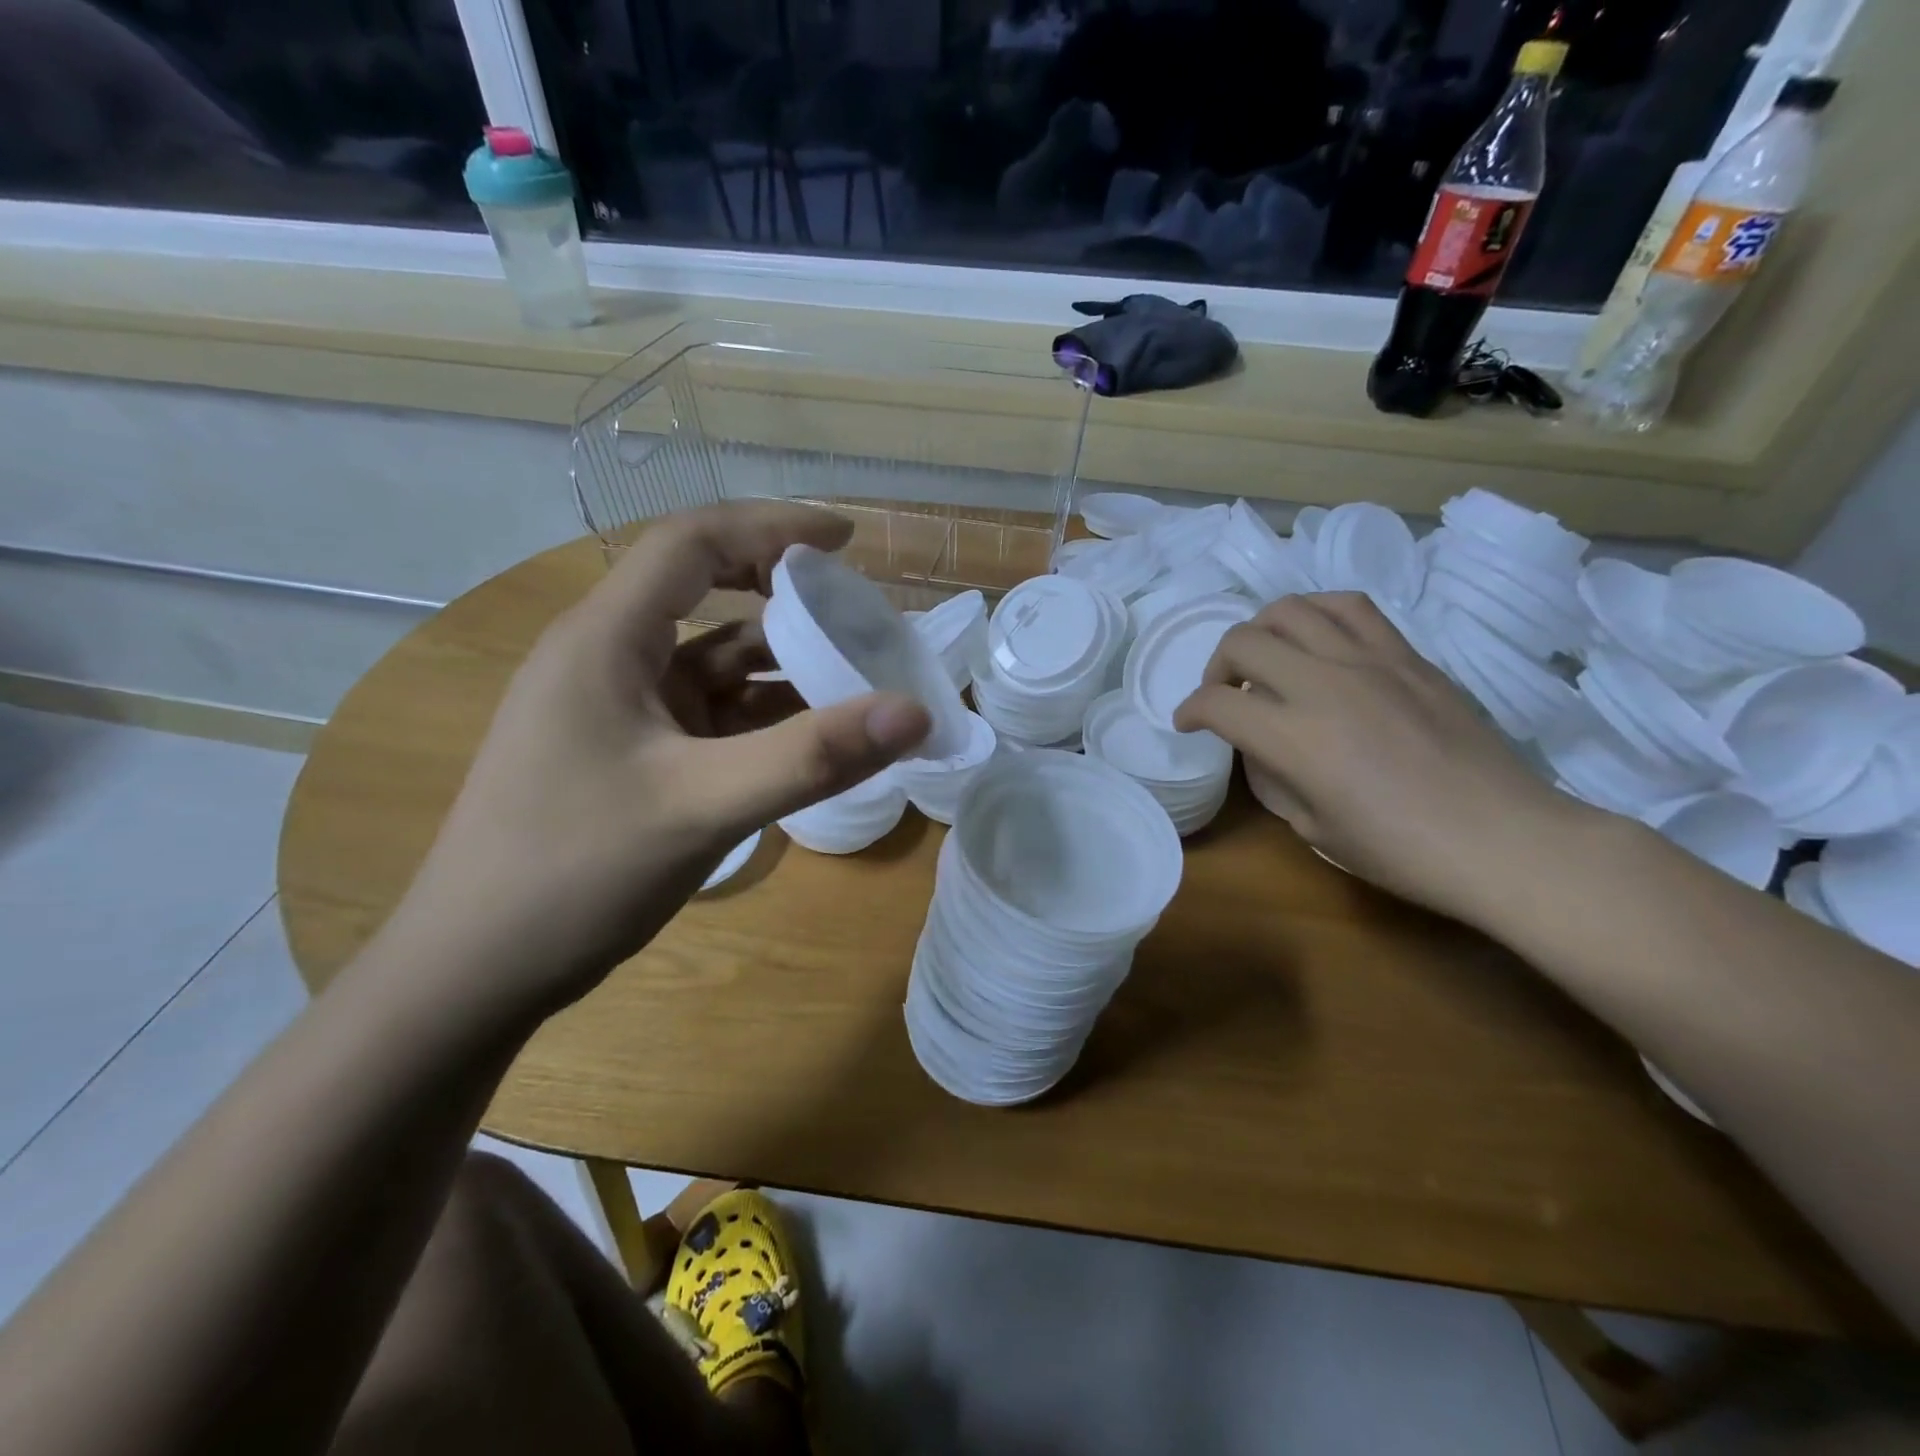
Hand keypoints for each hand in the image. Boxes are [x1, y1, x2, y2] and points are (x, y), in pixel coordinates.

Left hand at [395, 502, 929, 1013]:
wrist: (473, 973)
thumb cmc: (574, 873)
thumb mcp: (705, 806)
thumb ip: (813, 756)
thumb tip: (916, 712)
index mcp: (606, 639)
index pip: (692, 542)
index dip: (772, 526)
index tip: (847, 540)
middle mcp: (608, 659)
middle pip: (708, 598)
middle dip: (787, 604)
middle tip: (860, 622)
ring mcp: (617, 711)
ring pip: (713, 666)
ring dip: (781, 671)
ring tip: (856, 686)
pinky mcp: (629, 756)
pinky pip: (708, 718)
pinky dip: (761, 721)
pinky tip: (809, 745)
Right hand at [1175, 592, 1589, 928]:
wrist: (1503, 839)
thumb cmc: (1402, 851)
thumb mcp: (1312, 829)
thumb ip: (1272, 778)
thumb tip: (1260, 746)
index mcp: (1295, 738)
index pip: (1216, 703)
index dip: (1189, 712)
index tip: (1188, 725)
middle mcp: (1324, 685)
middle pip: (1242, 642)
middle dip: (1216, 668)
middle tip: (1225, 694)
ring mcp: (1369, 661)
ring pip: (1289, 610)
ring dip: (1260, 632)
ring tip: (1265, 658)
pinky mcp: (1407, 655)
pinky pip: (1349, 607)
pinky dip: (1315, 612)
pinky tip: (1314, 637)